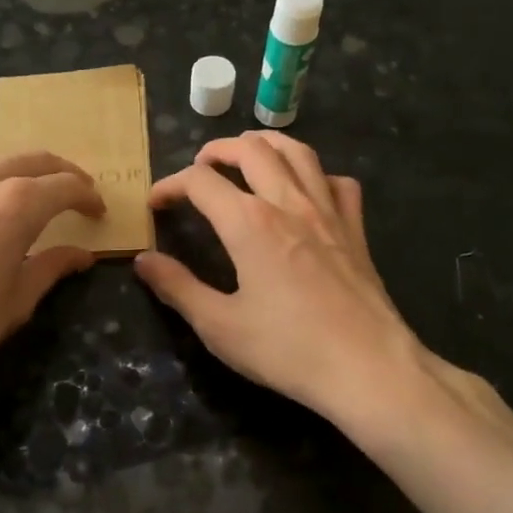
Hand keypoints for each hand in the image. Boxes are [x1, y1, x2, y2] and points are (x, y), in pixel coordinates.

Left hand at [0, 152, 103, 424]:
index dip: (86, 196)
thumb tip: (81, 254)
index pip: (63, 185)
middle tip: (74, 195)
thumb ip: (51, 267)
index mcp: (12, 205)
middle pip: (28, 162)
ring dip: (14, 183)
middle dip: (58, 174)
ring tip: (24, 211)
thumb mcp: (15, 304)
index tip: (97, 211)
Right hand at [134, 132, 426, 439]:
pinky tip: (308, 190)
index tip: (155, 203)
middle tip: (200, 166)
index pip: (200, 183)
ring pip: (298, 153)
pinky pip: (339, 183)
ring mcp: (328, 212)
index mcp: (249, 223)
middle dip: (218, 150)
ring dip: (267, 144)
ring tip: (249, 152)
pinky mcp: (356, 230)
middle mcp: (288, 203)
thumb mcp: (219, 326)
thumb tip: (144, 260)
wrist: (368, 368)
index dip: (170, 185)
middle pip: (252, 150)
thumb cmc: (287, 349)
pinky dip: (318, 175)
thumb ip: (177, 287)